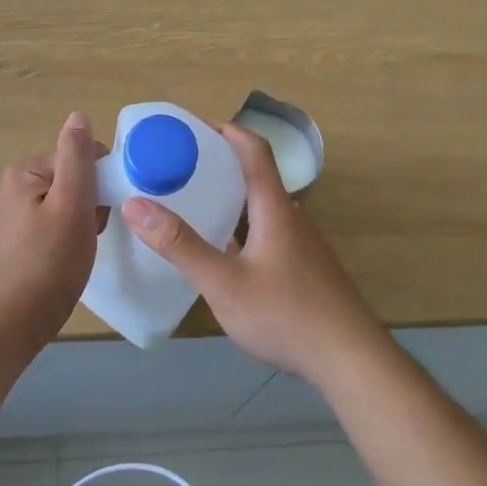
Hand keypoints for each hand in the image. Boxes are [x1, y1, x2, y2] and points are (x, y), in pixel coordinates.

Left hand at [0, 113, 102, 353]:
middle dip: (93, 202)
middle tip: (92, 232)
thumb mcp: (71, 206)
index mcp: (25, 171)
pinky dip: (72, 236)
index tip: (102, 211)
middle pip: (76, 177)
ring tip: (82, 248)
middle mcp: (17, 185)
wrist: (12, 327)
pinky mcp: (22, 239)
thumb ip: (77, 159)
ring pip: (70, 202)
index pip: (81, 156)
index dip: (101, 181)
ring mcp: (18, 214)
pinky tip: (71, 258)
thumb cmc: (47, 264)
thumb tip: (78, 115)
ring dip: (85, 221)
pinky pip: (58, 223)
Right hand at [122, 124, 387, 384]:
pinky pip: (267, 230)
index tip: (189, 127)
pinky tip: (221, 251)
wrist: (349, 358)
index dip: (224, 129)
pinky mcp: (304, 266)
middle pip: (256, 173)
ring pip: (261, 205)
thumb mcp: (224, 283)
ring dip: (229, 196)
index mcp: (275, 206)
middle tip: (178, 167)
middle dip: (218, 163)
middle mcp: (291, 215)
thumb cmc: (285, 314)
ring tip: (192, 204)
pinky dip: (240, 225)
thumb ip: (181, 246)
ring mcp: (301, 241)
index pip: (253, 148)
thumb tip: (136, 205)